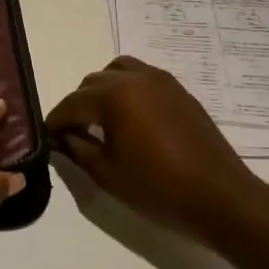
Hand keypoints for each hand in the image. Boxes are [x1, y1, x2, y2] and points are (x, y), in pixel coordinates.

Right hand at [45, 56, 268, 242]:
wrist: (221, 197)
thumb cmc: (159, 189)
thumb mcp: (108, 174)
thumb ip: (78, 150)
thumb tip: (62, 137)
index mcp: (114, 96)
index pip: (71, 104)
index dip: (55, 121)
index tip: (46, 137)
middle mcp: (135, 78)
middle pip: (92, 83)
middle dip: (78, 106)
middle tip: (73, 134)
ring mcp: (160, 80)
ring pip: (117, 71)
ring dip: (102, 91)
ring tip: (102, 120)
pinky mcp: (178, 90)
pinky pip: (141, 76)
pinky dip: (127, 89)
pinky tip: (130, 118)